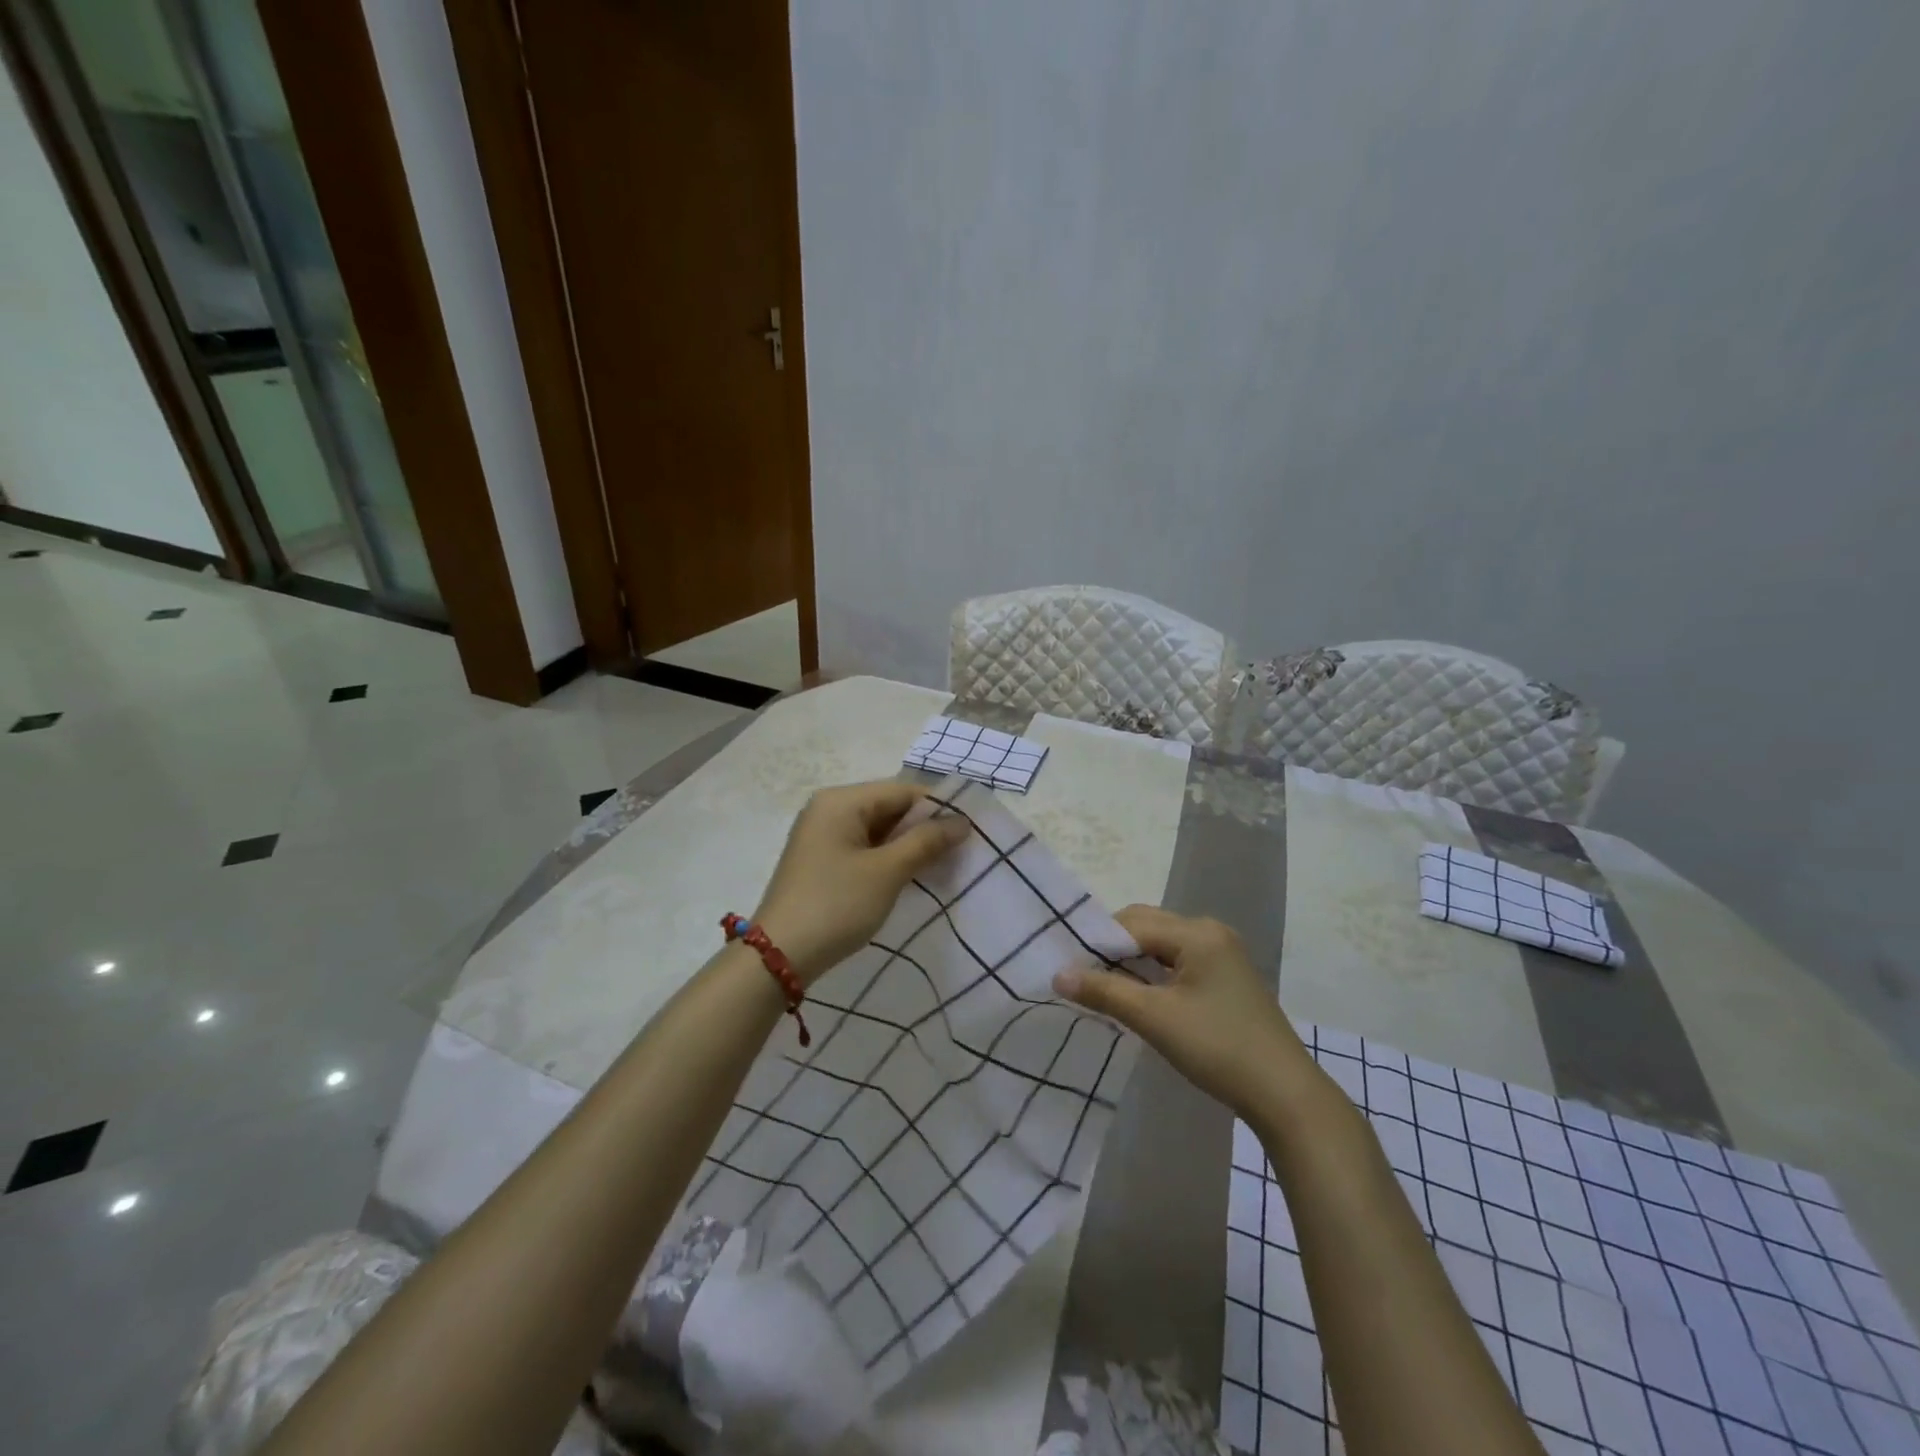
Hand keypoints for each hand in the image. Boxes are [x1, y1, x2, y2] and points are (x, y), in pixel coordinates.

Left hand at [753, 781, 969, 983]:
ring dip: (908, 847)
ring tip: (941, 868)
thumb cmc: (836, 905)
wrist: (779, 957)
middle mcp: (829, 809)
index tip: (969, 833)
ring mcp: (822, 836)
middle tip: (960, 853)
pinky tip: (910, 878)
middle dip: (924, 829)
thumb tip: (962, 821)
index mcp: (841, 801)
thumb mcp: (887, 872)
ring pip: (878, 830)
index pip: (902, 791)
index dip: (938, 809)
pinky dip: (888, 859)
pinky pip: (864, 848)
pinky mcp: (821, 861)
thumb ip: (926, 841)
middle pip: (889, 808)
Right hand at [1053, 905, 1310, 1119]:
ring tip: (1104, 989)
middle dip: (1113, 949)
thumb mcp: (1155, 1018)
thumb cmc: (1218, 1048)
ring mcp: (1222, 955)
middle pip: (1147, 928)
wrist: (1285, 1096)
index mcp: (1197, 932)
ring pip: (1161, 947)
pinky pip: (1178, 963)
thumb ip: (1104, 991)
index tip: (1069, 967)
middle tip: (1083, 978)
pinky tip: (1138, 998)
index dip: (1098, 942)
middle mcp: (1211, 932)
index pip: (1132, 922)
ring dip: (1132, 963)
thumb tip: (1057, 974)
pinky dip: (1153, 975)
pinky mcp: (1226, 979)